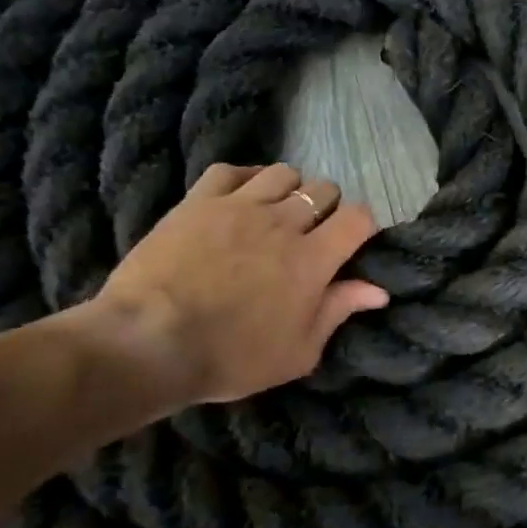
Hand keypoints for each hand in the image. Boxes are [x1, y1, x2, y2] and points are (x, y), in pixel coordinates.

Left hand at [82, 162, 388, 406]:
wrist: (148, 342)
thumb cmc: (231, 357)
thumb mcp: (298, 352)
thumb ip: (338, 312)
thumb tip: (378, 290)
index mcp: (313, 260)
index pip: (358, 218)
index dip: (362, 226)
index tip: (351, 244)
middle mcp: (283, 223)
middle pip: (323, 190)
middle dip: (327, 208)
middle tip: (311, 234)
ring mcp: (239, 206)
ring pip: (282, 173)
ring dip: (289, 190)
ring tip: (277, 212)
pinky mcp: (198, 201)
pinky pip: (231, 170)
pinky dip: (245, 177)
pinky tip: (242, 195)